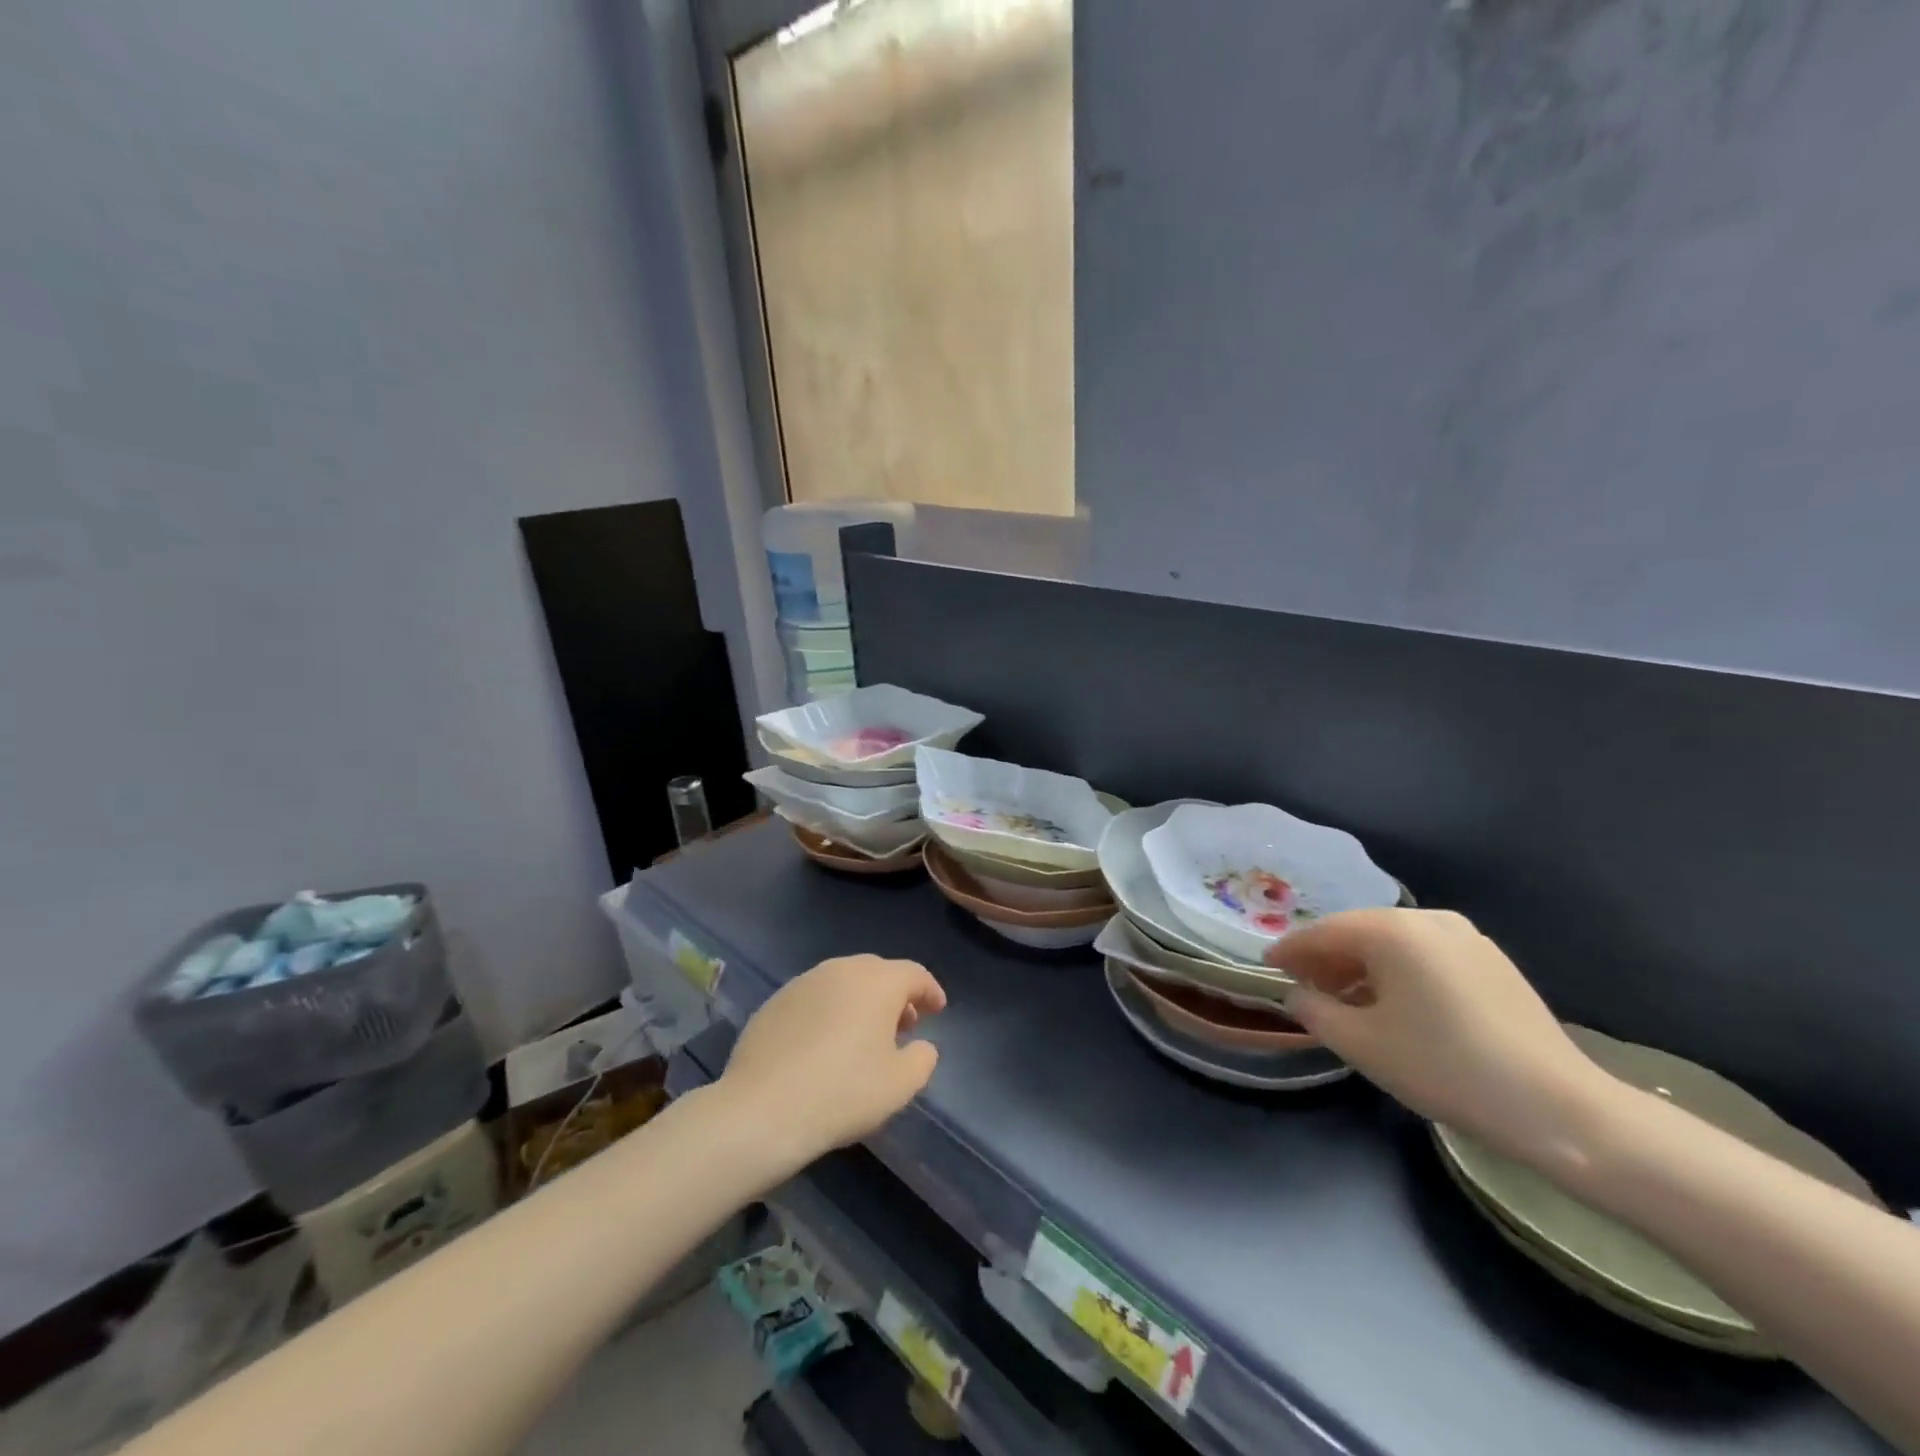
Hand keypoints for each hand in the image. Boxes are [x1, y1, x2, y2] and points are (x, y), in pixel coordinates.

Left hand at [717, 955, 945, 1178]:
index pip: (913, 974)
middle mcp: (841, 970)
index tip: (938, 1010)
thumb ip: (922, 1059)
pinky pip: (814, 998)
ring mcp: (803, 983)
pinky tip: (824, 1044)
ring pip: (843, 981)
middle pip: (877, 972)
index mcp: (877, 982)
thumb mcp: (900, 1085)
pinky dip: (829, 1011)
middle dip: (895, 994)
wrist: (762, 1109)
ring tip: (864, 1035)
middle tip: (904, 1024)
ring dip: (860, 1001)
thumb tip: (921, 1045)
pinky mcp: (774, 1002)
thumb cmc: (843, 1093)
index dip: (930, 990)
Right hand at [1265, 909, 1613, 1166]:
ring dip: (1361, 966)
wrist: (1561, 1109)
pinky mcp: (1490, 961)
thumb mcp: (1362, 1044)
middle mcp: (1427, 919)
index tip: (1267, 966)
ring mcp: (1465, 936)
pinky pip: (1424, 955)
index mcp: (1392, 930)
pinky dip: (1397, 972)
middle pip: (1358, 931)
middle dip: (1325, 958)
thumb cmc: (1445, 1068)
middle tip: (1302, 986)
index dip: (1290, 950)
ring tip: (1344, 1001)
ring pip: (1392, 943)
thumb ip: (1314, 1010)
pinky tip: (1392, 1004)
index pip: (1323, 932)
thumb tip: (1298, 994)